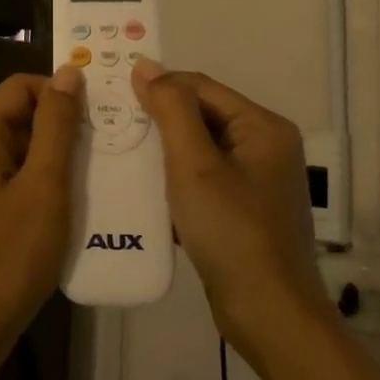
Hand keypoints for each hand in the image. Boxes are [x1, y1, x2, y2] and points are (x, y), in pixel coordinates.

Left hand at [0, 68, 83, 375]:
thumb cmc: (9, 257)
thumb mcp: (45, 187)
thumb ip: (57, 126)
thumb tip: (68, 73)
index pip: (19, 88)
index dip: (59, 95)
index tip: (97, 119)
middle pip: (10, 116)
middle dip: (53, 129)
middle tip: (96, 154)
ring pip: (4, 147)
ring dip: (42, 158)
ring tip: (81, 182)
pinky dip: (24, 179)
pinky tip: (50, 208)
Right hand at [132, 60, 329, 351]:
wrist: (269, 315)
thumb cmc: (232, 232)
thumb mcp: (194, 165)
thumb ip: (171, 110)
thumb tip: (146, 64)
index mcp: (262, 126)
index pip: (200, 86)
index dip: (158, 85)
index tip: (112, 95)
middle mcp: (265, 145)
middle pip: (201, 116)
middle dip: (158, 120)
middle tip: (110, 126)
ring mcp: (256, 180)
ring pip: (199, 149)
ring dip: (162, 151)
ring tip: (120, 154)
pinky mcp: (244, 209)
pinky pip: (203, 179)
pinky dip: (175, 180)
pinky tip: (143, 191)